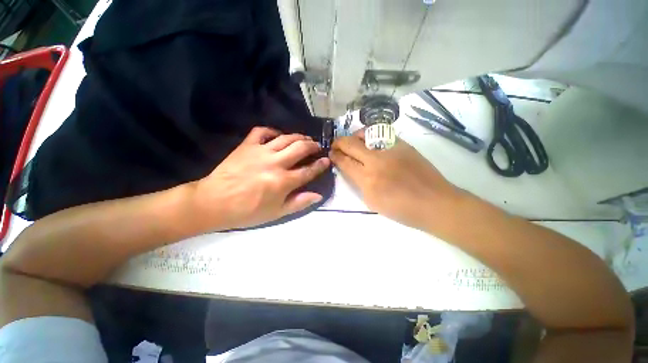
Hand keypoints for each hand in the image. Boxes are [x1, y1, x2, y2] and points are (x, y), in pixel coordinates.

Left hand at [194, 127, 329, 229]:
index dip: (320, 165)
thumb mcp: (276, 213)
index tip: (327, 160)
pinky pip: (262, 131)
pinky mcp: (247, 146)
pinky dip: (272, 131)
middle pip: (300, 148)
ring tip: (305, 138)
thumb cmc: (248, 211)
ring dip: (299, 137)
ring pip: (286, 138)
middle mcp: (275, 163)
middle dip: (313, 146)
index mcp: (283, 182)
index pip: (308, 170)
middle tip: (318, 146)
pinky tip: (278, 135)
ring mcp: (260, 152)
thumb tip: (318, 195)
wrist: (214, 202)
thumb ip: (299, 203)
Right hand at [329, 131, 460, 230]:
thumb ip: (359, 184)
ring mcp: (390, 150)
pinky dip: (370, 136)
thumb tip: (352, 170)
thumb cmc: (402, 209)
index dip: (335, 156)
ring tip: (351, 140)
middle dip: (339, 143)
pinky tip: (370, 141)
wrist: (434, 203)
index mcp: (367, 180)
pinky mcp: (403, 145)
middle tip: (336, 145)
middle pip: (351, 144)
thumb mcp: (372, 202)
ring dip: (353, 136)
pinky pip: (381, 135)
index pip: (344, 162)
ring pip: (365, 134)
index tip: (331, 153)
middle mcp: (376, 161)